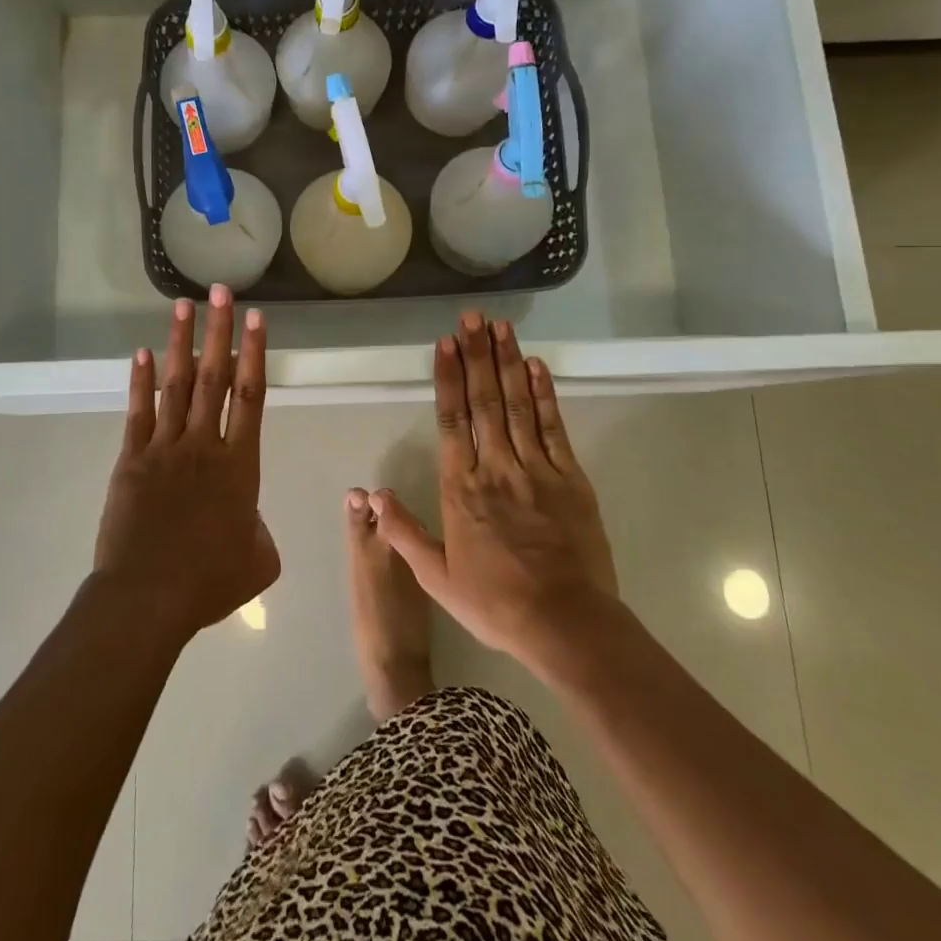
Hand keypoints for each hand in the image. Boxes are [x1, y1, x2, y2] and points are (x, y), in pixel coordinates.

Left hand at [93, 286, 279, 643]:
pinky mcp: (132, 460)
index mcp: (240, 465)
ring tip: (183, 305)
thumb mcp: (259, 561)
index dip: (255, 353)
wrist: (148, 597)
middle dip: (219, 331)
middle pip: (215, 377)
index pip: (251, 396)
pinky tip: (142, 353)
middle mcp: (204, 444)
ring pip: (177, 385)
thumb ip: (260, 531)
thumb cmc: (208, 582)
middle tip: (221, 291)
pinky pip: (139, 412)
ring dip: (181, 343)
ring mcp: (165, 448)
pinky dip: (142, 381)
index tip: (256, 318)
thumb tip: (249, 521)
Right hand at [371, 312, 619, 680]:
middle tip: (472, 317)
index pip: (452, 420)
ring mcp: (536, 469)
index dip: (449, 378)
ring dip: (507, 363)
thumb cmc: (495, 602)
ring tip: (500, 327)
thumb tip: (370, 495)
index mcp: (462, 488)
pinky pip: (553, 428)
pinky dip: (544, 395)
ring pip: (517, 405)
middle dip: (477, 355)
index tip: (446, 344)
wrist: (566, 624)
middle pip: (484, 401)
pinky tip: (536, 367)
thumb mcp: (437, 577)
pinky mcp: (569, 478)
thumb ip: (403, 532)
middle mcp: (496, 467)